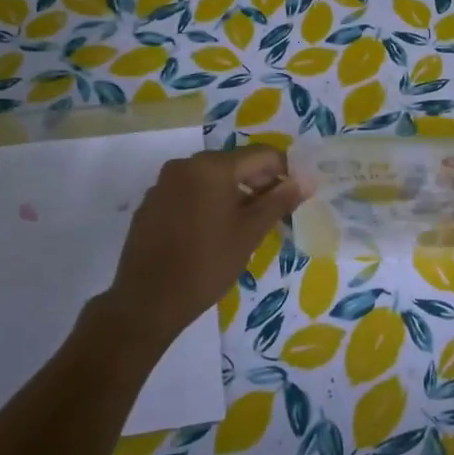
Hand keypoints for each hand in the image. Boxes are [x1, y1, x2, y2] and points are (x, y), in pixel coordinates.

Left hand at [107, 145, 307, 344]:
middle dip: (259, 182)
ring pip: (211, 178)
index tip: (296, 195)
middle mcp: (185, 165)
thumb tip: (305, 180)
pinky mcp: (151, 203)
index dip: (285, 170)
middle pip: (234, 163)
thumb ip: (279, 201)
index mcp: (212, 167)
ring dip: (234, 193)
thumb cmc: (207, 264)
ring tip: (246, 225)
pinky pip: (189, 192)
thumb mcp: (250, 233)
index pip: (262, 155)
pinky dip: (208, 202)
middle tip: (276, 213)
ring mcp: (163, 183)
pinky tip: (213, 232)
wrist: (147, 300)